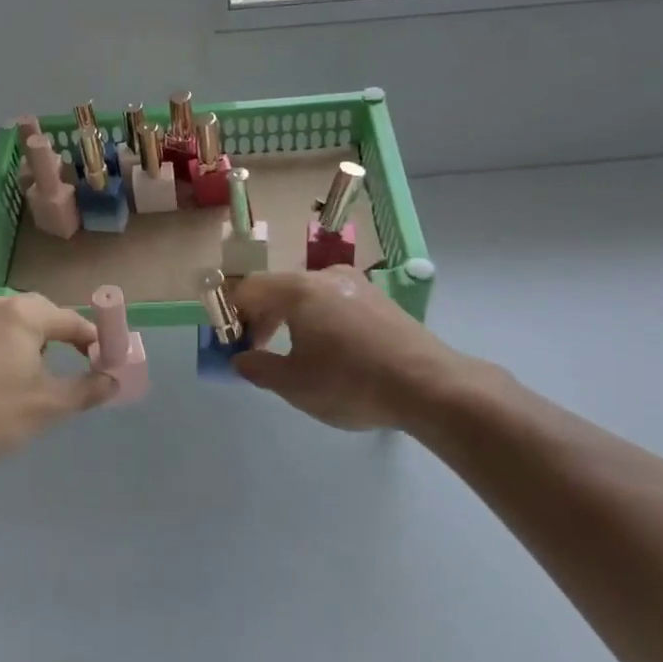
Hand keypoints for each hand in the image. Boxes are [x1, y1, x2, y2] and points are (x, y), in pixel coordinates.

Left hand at [0, 293, 117, 466]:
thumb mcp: (51, 406)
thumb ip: (88, 389)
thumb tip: (112, 380)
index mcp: (20, 314)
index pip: (69, 319)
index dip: (91, 338)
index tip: (102, 358)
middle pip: (32, 314)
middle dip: (51, 335)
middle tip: (61, 363)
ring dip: (12, 341)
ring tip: (16, 373)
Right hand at [229, 267, 482, 431]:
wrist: (429, 386)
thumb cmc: (350, 383)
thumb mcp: (294, 384)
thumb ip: (258, 368)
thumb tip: (240, 359)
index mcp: (299, 290)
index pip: (249, 288)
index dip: (233, 315)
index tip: (235, 345)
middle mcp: (326, 276)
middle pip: (279, 289)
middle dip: (262, 319)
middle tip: (260, 352)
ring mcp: (357, 285)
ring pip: (309, 296)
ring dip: (292, 320)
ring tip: (297, 356)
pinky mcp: (380, 301)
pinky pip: (335, 303)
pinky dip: (320, 321)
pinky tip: (333, 354)